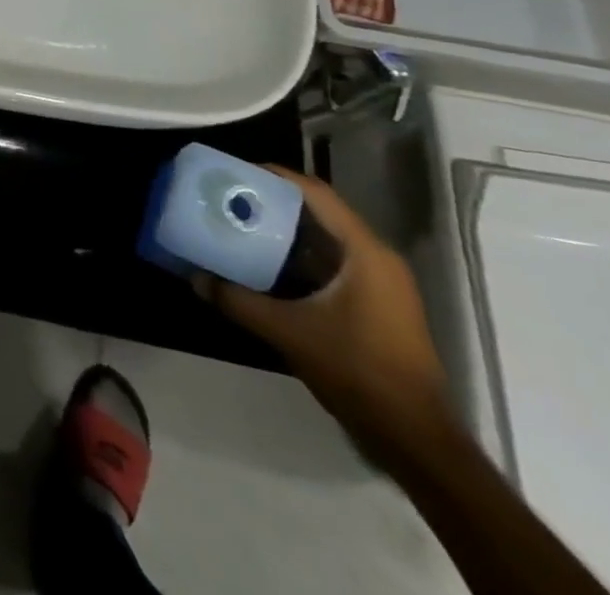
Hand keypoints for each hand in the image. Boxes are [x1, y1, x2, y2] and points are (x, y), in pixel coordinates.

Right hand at [197, 167, 453, 467]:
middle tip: (231, 197)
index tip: (236, 171)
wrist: (414, 439)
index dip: (275, 176)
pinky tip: (266, 264)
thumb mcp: (287, 331)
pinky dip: (299, 257)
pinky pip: (332, 263)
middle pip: (319, 212)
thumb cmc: (357, 371)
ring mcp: (381, 284)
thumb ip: (237, 300)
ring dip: (285, 231)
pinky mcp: (377, 305)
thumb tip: (195, 277)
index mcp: (364, 253)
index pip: (316, 194)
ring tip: (241, 224)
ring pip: (325, 239)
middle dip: (274, 202)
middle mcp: (376, 258)